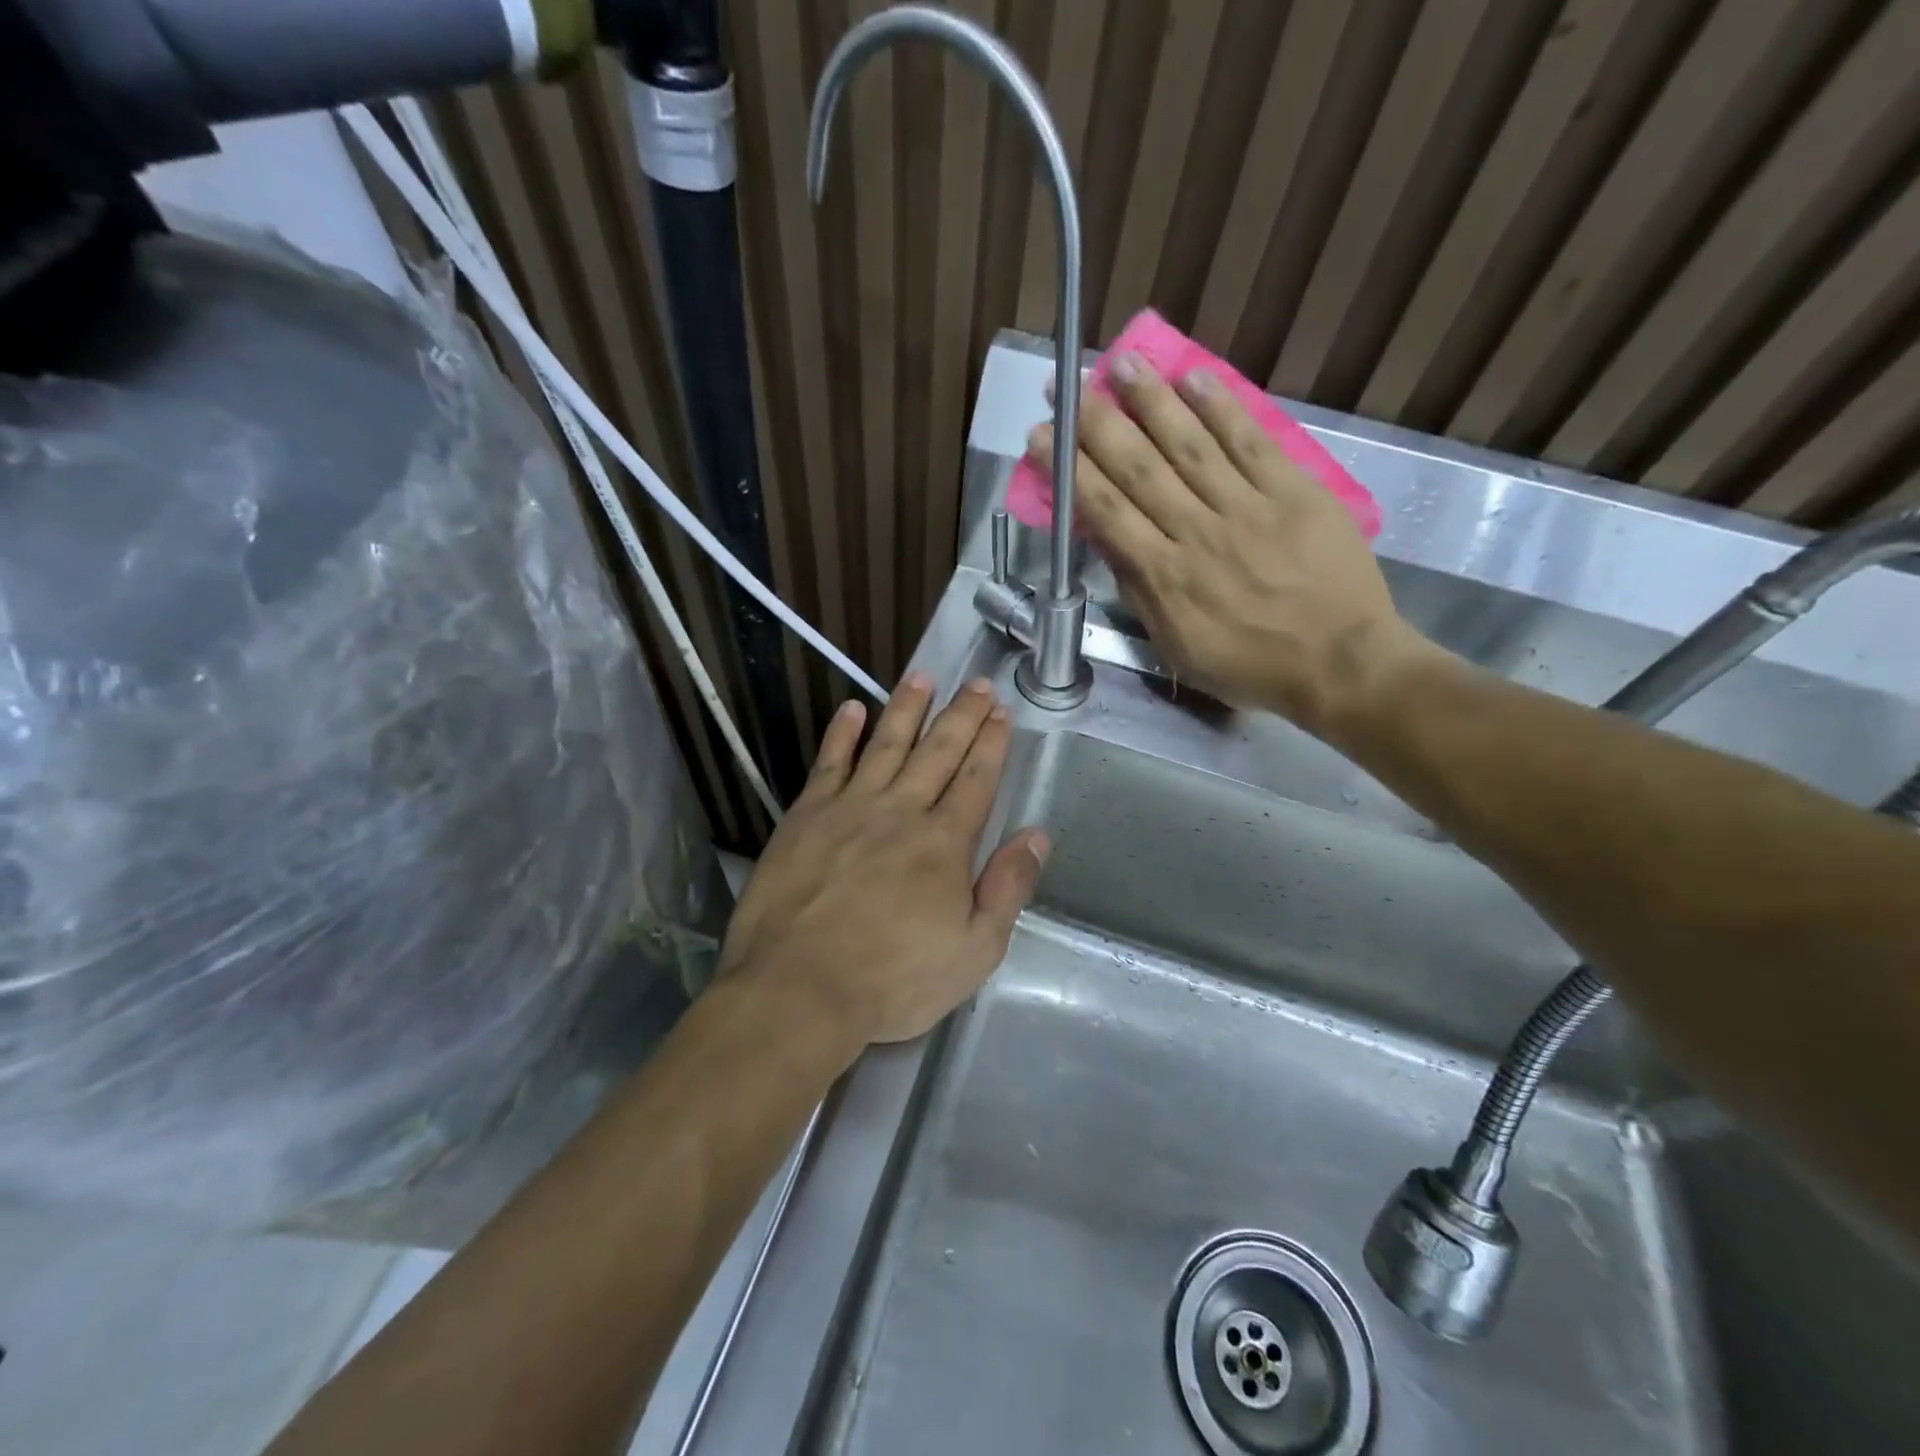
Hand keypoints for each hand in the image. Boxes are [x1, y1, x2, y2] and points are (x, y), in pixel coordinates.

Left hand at [719, 675, 1049, 1046]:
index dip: (992, 743)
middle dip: (962, 715)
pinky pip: (829, 762)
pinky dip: (843, 733)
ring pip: (886, 744)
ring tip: (922, 677)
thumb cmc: (892, 980)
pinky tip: (853, 709)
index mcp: (944, 843)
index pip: (976, 779)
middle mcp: (901, 811)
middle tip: (977, 683)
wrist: (798, 989)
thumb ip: (1007, 888)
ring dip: (907, 708)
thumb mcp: (973, 951)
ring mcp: (850, 808)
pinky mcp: (806, 816)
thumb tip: (1036, 836)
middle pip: (938, 751)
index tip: (1002, 712)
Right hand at [1030, 355, 1425, 739]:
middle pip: (1139, 468)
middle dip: (1096, 424)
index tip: (1042, 436)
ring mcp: (1248, 507)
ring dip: (1151, 401)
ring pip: (1189, 445)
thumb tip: (1109, 544)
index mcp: (1165, 576)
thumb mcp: (1177, 648)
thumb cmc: (1250, 666)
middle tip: (1066, 384)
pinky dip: (1222, 407)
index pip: (1106, 511)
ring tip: (1121, 362)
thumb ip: (1141, 594)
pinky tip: (1194, 375)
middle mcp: (1197, 532)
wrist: (1340, 663)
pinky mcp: (1294, 492)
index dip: (1069, 470)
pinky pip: (1251, 442)